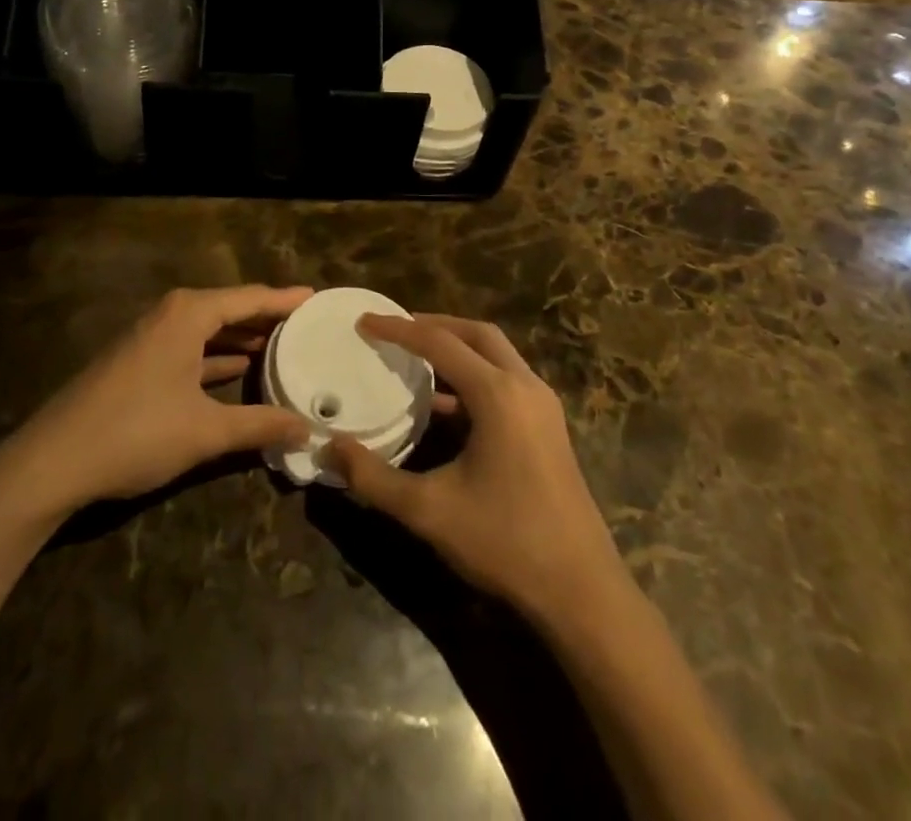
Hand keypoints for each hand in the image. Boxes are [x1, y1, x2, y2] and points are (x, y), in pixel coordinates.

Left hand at [4, 286, 313, 513]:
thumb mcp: (205, 431)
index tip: (317, 297)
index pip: (250, 298)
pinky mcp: (137, 360)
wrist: (50, 462)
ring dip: (242, 336)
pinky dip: (216, 354)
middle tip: (306, 323)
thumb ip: (260, 425)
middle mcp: (170, 314)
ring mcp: (150, 336)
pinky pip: (190, 345)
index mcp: (189, 314)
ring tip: (281, 343)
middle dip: (267, 316)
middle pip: (230, 307)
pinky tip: (237, 369)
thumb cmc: (135, 433)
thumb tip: (307, 428)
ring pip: (208, 328)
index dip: (286, 299)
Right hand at [324, 314, 627, 624]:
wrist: (581, 590)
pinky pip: (505, 381)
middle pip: (476, 334)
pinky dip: (473, 376)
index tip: (365, 321)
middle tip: (395, 329)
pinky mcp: (548, 426)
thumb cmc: (505, 542)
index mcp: (498, 394)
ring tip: (415, 356)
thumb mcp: (429, 511)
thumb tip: (328, 447)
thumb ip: (373, 477)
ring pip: (496, 355)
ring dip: (457, 348)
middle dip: (434, 325)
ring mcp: (542, 405)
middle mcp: (525, 386)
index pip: (440, 342)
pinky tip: (444, 404)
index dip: (399, 329)